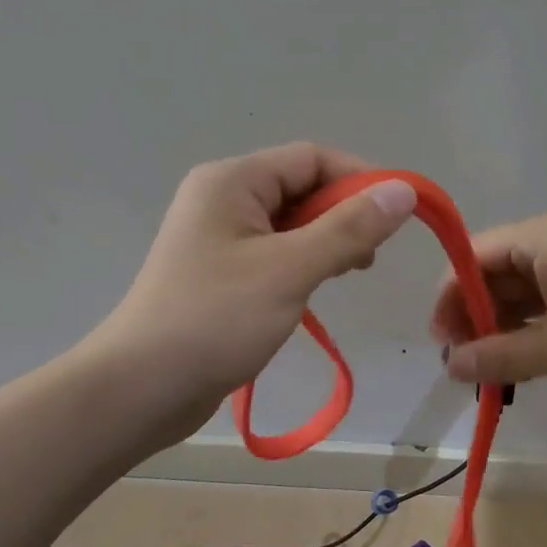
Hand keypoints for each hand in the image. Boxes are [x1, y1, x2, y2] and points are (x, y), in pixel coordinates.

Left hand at [100, 143, 416, 445]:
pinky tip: (315, 290)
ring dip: (326, 242)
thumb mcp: (290, 269)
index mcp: (233, 181)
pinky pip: (274, 253)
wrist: (142, 388)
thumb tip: (404, 191)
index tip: (398, 216)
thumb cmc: (215, 320)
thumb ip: (349, 228)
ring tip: (348, 275)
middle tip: (368, 259)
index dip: (359, 180)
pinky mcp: (219, 273)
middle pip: (300, 188)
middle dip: (343, 215)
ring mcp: (218, 238)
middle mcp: (223, 199)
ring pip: (290, 224)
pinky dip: (302, 264)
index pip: (311, 158)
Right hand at [428, 212, 546, 403]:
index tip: (440, 342)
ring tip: (485, 374)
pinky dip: (529, 339)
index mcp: (543, 238)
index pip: (474, 256)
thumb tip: (450, 366)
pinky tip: (519, 369)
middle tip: (461, 366)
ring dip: (500, 332)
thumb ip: (499, 355)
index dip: (449, 295)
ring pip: (521, 299)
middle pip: (495, 276)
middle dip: (473, 318)